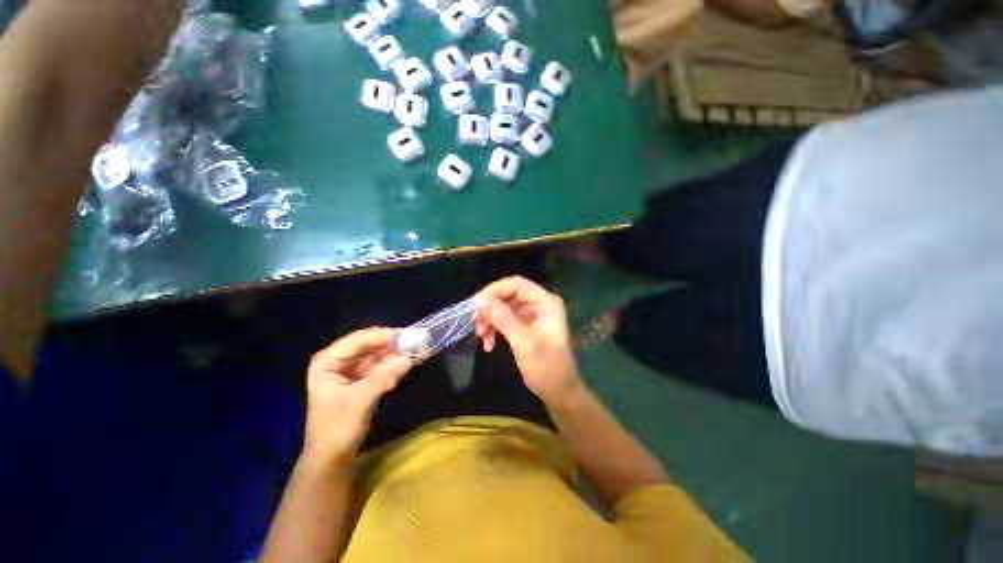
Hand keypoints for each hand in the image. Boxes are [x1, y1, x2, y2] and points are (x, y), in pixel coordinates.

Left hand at [303, 328, 412, 461]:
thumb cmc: (337, 428)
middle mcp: (339, 360)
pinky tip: (410, 363)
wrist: (332, 458)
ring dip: (397, 354)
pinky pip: (381, 365)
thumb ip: (383, 376)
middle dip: (393, 344)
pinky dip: (395, 364)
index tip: (407, 335)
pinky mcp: (362, 379)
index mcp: (328, 361)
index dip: (383, 335)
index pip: (358, 339)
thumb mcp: (360, 400)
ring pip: (378, 354)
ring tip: (419, 350)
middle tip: (417, 341)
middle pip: (370, 345)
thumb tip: (408, 358)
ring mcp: (351, 369)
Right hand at [476, 276, 582, 406]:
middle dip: (490, 309)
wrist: (559, 392)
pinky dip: (495, 329)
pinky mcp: (526, 326)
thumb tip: (481, 301)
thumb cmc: (547, 367)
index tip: (475, 304)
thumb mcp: (524, 343)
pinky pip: (506, 320)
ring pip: (504, 308)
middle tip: (476, 324)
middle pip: (508, 295)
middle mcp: (540, 304)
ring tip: (481, 337)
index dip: (494, 290)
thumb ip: (504, 319)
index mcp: (546, 302)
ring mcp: (533, 315)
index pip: (517, 284)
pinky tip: (488, 344)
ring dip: (490, 320)